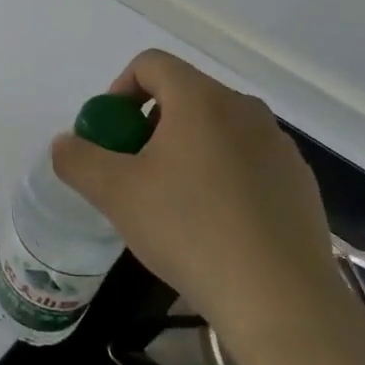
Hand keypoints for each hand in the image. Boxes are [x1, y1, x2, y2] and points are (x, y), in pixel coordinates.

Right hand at [51, 49, 350, 360]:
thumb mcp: (115, 194)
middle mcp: (244, 109)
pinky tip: (216, 224)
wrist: (281, 300)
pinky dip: (222, 175)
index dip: (119, 90)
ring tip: (174, 202)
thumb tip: (65, 143)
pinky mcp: (299, 181)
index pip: (151, 64)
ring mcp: (278, 145)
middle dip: (149, 125)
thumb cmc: (190, 230)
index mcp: (201, 100)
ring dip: (186, 150)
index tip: (111, 136)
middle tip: (135, 172)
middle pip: (184, 95)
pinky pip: (247, 159)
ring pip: (217, 129)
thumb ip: (78, 159)